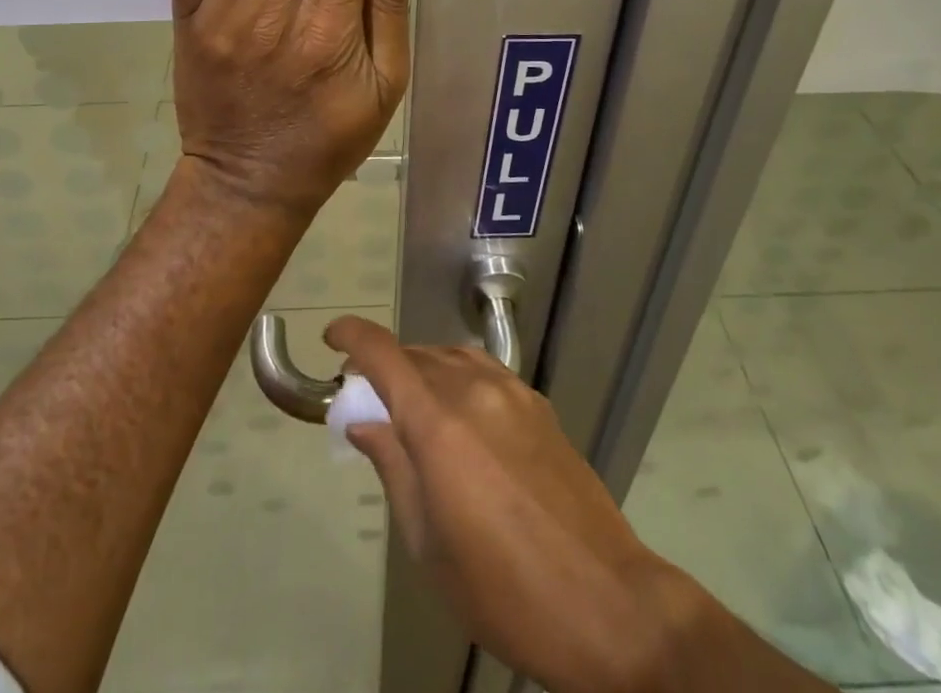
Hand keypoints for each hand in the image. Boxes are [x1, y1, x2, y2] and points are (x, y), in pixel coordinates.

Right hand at [325, 316, 695, 692]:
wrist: (608, 604)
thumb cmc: (504, 589)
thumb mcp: (429, 543)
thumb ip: (393, 467)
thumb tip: (364, 421)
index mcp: (438, 423)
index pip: (383, 353)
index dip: (351, 336)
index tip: (332, 339)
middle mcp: (473, 389)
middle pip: (416, 354)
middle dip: (384, 366)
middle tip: (369, 400)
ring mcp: (512, 392)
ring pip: (451, 356)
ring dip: (422, 369)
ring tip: (412, 406)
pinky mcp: (539, 405)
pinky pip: (484, 371)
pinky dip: (458, 376)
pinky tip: (461, 416)